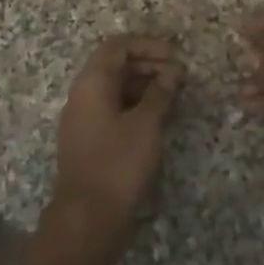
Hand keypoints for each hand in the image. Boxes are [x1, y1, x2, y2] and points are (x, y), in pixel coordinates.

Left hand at [49, 35, 181, 259]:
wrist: (88, 219)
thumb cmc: (118, 163)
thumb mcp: (146, 124)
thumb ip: (160, 93)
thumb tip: (172, 73)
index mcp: (92, 83)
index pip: (118, 46)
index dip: (147, 45)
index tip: (175, 55)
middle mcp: (84, 95)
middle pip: (116, 66)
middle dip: (149, 65)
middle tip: (180, 77)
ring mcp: (85, 119)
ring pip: (116, 88)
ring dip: (145, 86)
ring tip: (174, 95)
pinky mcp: (91, 140)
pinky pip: (114, 109)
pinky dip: (137, 105)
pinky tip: (159, 117)